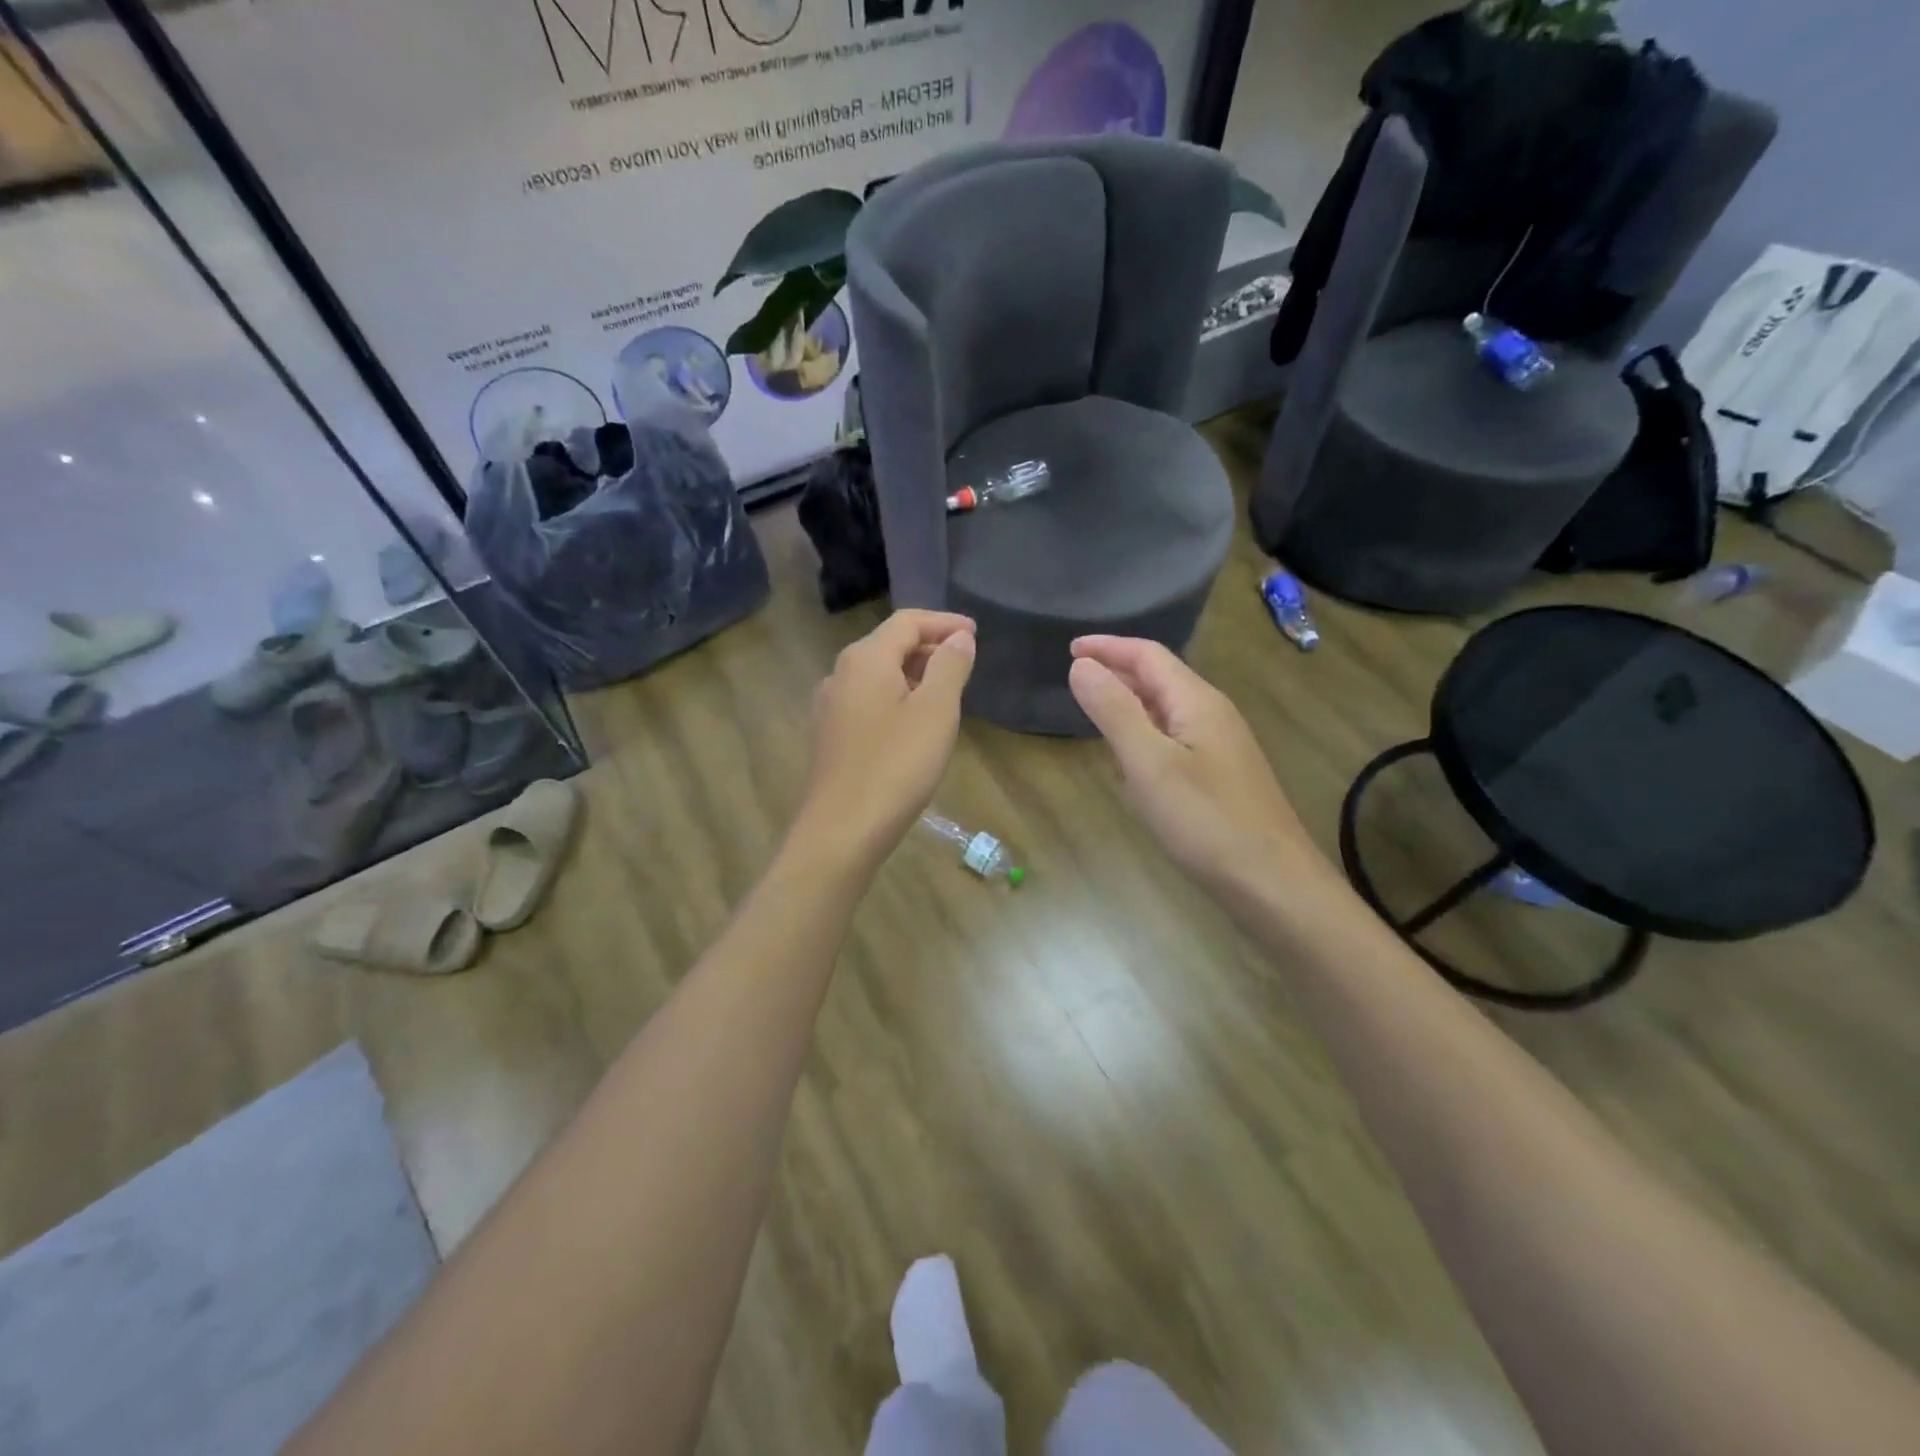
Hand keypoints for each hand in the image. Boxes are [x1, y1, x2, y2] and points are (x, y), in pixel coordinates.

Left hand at [797, 610, 976, 868]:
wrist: (841, 831)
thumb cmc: (895, 766)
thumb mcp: (935, 711)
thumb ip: (949, 666)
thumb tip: (959, 638)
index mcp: (865, 659)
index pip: (907, 621)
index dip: (944, 622)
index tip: (975, 633)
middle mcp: (840, 674)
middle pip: (889, 645)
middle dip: (929, 648)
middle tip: (965, 664)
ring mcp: (830, 707)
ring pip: (877, 675)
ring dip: (913, 675)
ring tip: (946, 693)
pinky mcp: (830, 737)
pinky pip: (868, 701)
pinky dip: (896, 698)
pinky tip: (914, 725)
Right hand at [1069, 636, 1322, 898]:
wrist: (1272, 884)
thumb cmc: (1206, 820)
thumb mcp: (1149, 763)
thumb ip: (1114, 711)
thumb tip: (1081, 665)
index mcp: (1197, 701)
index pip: (1148, 655)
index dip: (1108, 647)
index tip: (1069, 648)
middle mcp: (1213, 715)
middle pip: (1160, 678)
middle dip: (1118, 671)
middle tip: (1076, 677)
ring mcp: (1221, 747)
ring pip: (1167, 710)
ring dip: (1130, 703)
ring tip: (1096, 711)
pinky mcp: (1220, 777)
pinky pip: (1175, 740)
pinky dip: (1145, 735)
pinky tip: (1131, 760)